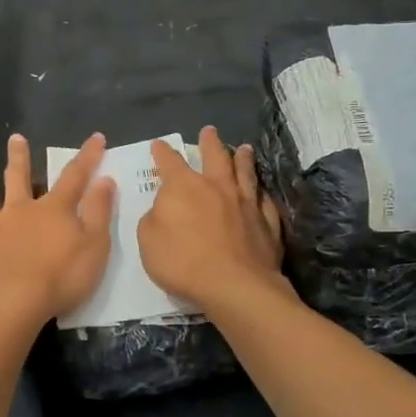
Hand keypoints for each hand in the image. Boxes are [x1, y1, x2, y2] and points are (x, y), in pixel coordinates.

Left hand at [0, 133, 115, 328]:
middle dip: (19, 158)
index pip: (74, 176)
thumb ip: (99, 212)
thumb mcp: (95, 246)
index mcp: (53, 209)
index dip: (87, 157)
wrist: (12, 305)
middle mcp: (19, 212)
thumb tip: (104, 179)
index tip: (96, 137)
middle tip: (15, 138)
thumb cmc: (61, 278)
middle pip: (19, 179)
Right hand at [139, 126, 289, 312]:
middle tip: (209, 131)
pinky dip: (262, 196)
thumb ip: (153, 219)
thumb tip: (163, 209)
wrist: (234, 286)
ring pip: (245, 173)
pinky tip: (263, 194)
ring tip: (244, 148)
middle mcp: (217, 187)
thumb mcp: (149, 241)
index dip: (163, 152)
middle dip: (210, 142)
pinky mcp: (267, 224)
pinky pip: (265, 203)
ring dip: (243, 159)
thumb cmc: (183, 262)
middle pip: (215, 157)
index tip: (159, 144)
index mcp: (184, 188)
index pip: (170, 163)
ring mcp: (246, 204)